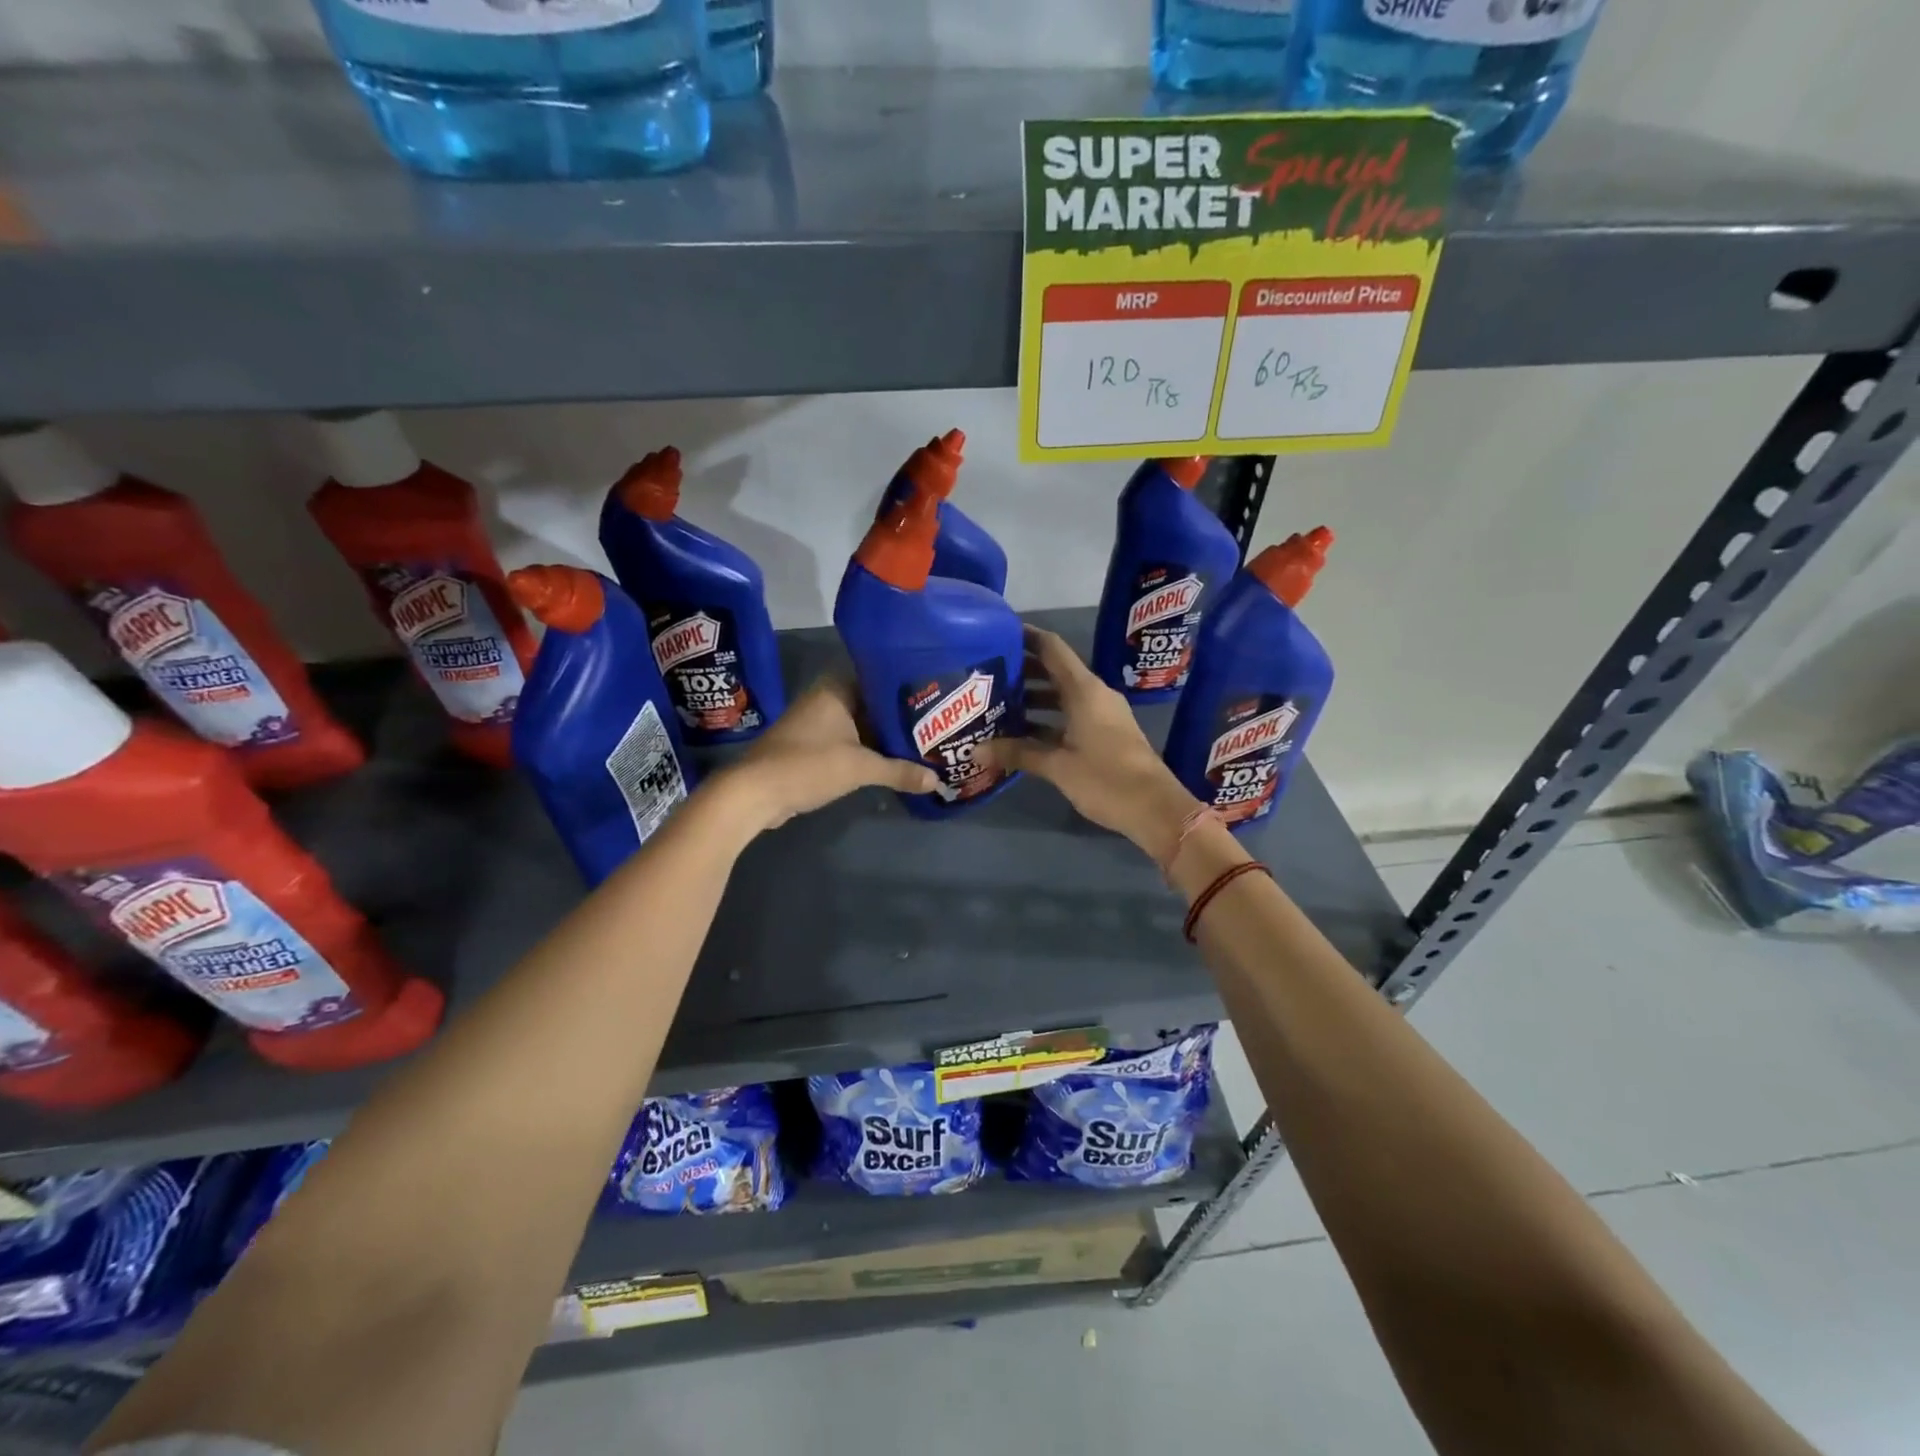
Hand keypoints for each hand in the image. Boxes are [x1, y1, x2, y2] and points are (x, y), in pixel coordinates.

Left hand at [720, 676, 938, 831]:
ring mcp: (817, 722)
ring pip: (861, 724)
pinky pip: (849, 741)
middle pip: (873, 703)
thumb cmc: (808, 765)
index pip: (880, 676)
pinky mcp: (812, 746)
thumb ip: (900, 771)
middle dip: (900, 716)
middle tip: (936, 723)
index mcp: (837, 688)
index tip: (935, 695)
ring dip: (884, 736)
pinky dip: (868, 750)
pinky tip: (893, 761)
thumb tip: (937, 781)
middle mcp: (827, 698)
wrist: (755, 792)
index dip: (908, 686)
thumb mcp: (860, 768)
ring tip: (922, 742)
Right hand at [977, 627, 1199, 863]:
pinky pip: (1070, 716)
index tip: (997, 633)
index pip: (1052, 648)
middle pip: (1054, 671)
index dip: (1025, 636)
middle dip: (1022, 671)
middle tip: (986, 674)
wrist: (1155, 809)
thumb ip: (1017, 753)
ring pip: (1062, 696)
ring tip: (997, 704)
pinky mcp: (1105, 735)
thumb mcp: (1057, 766)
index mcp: (1084, 690)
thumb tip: (974, 750)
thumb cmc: (1106, 779)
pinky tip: (1022, 733)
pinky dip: (1046, 719)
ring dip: (1033, 698)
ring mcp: (1102, 715)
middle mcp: (1094, 694)